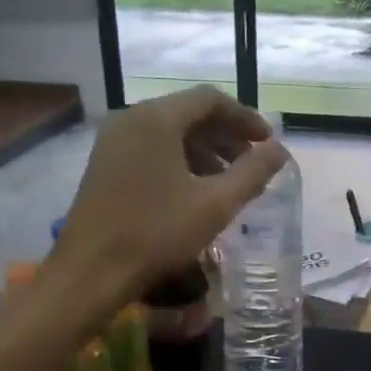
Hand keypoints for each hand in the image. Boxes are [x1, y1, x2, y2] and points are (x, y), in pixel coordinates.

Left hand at [50, 85, 286, 309]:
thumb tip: (279, 150)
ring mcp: (113, 141)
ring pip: (169, 132)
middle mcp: (131, 119)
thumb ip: (252, 172)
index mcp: (157, 119)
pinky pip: (151, 148)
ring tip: (229, 181)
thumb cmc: (157, 233)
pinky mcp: (105, 164)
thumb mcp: (215, 204)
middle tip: (252, 162)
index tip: (267, 143)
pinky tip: (195, 190)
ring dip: (204, 150)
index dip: (245, 118)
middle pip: (188, 113)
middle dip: (225, 135)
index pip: (210, 99)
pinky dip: (180, 160)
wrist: (91, 271)